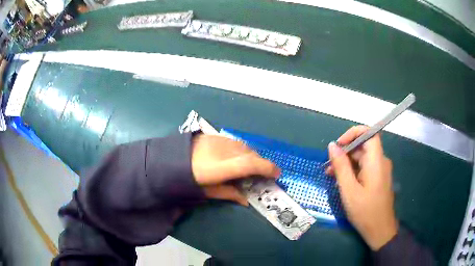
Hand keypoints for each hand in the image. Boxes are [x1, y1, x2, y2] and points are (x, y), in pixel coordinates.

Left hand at [191, 134, 279, 205]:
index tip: (276, 173)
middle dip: (260, 163)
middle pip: (249, 154)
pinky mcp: (213, 136)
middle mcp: (222, 150)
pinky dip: (241, 149)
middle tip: (264, 173)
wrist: (167, 161)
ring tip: (251, 165)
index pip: (250, 164)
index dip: (266, 168)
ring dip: (251, 155)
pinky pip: (234, 142)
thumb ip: (229, 194)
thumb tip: (246, 201)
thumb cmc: (186, 180)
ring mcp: (217, 140)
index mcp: (220, 166)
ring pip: (243, 146)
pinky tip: (237, 156)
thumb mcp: (207, 191)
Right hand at [328, 126, 397, 250]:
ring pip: (363, 158)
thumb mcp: (349, 190)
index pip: (369, 133)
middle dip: (345, 152)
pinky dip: (353, 170)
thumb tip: (332, 146)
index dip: (353, 133)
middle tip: (329, 166)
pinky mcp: (378, 179)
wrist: (380, 230)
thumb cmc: (365, 211)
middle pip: (363, 146)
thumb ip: (341, 166)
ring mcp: (380, 170)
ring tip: (332, 175)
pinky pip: (365, 168)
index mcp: (376, 161)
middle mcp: (381, 161)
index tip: (339, 145)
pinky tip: (342, 181)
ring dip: (347, 163)